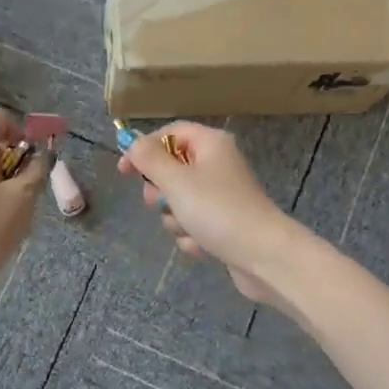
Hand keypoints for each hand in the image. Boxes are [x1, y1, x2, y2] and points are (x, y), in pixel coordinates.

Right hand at [118, 122, 309, 306]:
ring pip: (179, 201)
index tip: (124, 171)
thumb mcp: (175, 181)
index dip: (144, 148)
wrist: (264, 256)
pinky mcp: (225, 223)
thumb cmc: (217, 211)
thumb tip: (132, 142)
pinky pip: (194, 223)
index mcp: (211, 144)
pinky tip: (202, 246)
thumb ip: (148, 159)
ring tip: (188, 228)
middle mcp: (218, 164)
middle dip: (161, 191)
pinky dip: (192, 235)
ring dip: (175, 218)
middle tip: (161, 203)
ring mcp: (222, 196)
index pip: (170, 132)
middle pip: (172, 168)